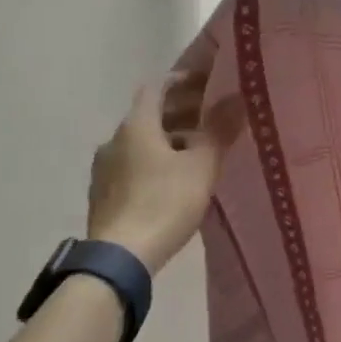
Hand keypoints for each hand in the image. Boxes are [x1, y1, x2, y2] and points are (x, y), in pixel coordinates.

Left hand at [86, 71, 244, 273]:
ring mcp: (104, 169)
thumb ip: (219, 129)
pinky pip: (133, 165)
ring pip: (141, 142)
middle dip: (181, 112)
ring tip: (199, 151)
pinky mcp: (103, 195)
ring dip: (169, 139)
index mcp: (136, 125)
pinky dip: (155, 161)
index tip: (207, 84)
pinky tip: (175, 179)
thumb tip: (237, 98)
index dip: (183, 81)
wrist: (119, 260)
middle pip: (149, 114)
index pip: (157, 86)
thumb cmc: (164, 202)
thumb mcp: (202, 165)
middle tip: (212, 118)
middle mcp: (114, 140)